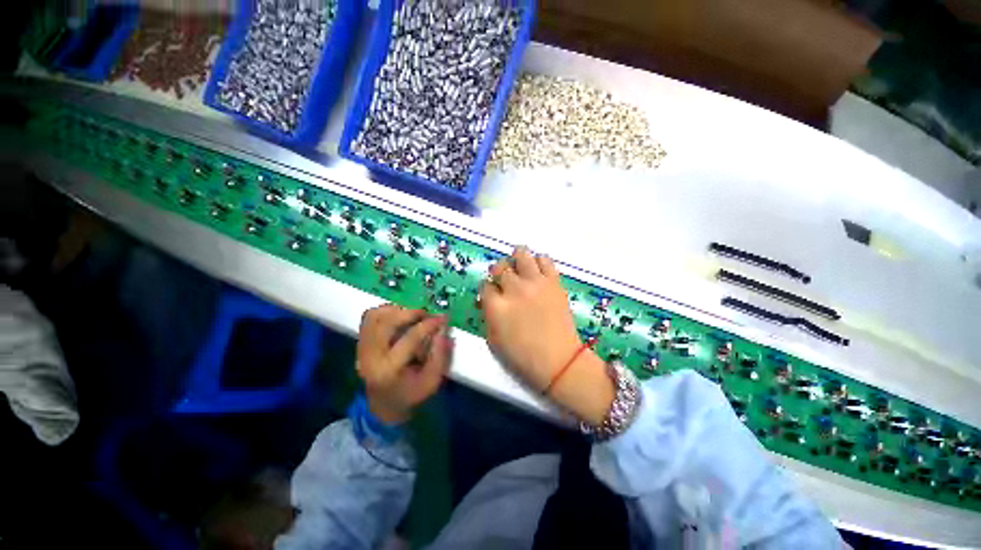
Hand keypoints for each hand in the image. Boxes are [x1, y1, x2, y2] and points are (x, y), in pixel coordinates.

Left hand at [357, 304, 452, 424]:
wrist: (383, 404)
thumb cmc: (410, 394)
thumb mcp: (431, 381)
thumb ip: (440, 355)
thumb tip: (443, 329)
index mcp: (388, 370)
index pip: (409, 339)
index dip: (428, 325)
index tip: (443, 318)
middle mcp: (370, 356)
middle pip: (387, 322)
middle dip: (411, 313)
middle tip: (427, 314)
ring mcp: (361, 347)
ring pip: (376, 316)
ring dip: (398, 310)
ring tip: (413, 315)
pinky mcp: (360, 341)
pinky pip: (369, 317)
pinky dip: (385, 311)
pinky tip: (399, 316)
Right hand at [480, 247, 613, 424]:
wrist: (559, 360)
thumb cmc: (523, 356)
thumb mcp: (494, 341)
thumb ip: (488, 316)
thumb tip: (487, 301)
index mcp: (497, 306)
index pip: (485, 286)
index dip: (487, 289)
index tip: (491, 293)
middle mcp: (514, 289)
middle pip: (501, 267)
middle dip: (499, 272)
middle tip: (504, 279)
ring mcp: (535, 283)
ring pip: (522, 255)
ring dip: (517, 258)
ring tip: (519, 265)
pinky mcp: (553, 282)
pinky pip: (545, 260)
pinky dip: (539, 261)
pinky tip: (537, 269)